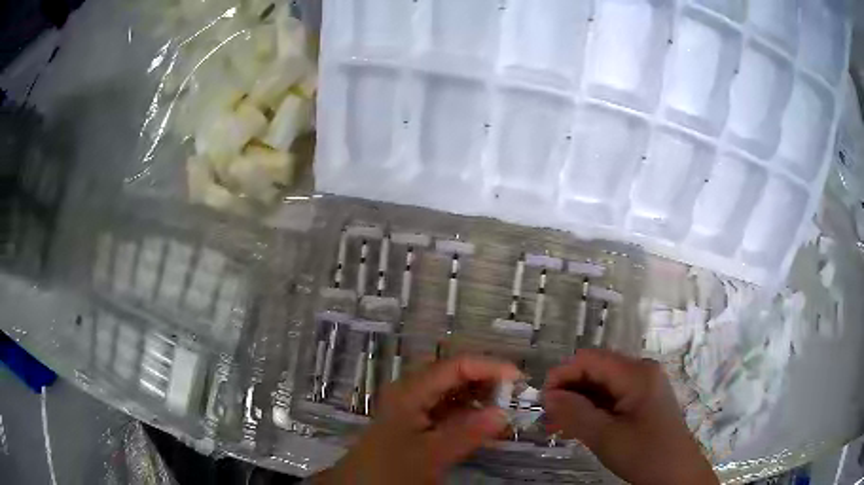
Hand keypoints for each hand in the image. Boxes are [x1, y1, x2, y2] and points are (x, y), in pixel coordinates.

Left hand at [314, 356, 520, 484]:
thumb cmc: (390, 470)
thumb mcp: (430, 455)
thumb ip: (467, 433)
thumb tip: (504, 413)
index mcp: (410, 391)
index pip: (455, 366)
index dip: (489, 367)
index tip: (519, 380)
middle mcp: (411, 391)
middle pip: (453, 374)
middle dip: (485, 380)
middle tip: (513, 395)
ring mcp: (412, 407)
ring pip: (451, 392)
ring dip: (478, 397)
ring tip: (503, 410)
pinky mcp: (415, 423)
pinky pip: (447, 410)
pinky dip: (468, 414)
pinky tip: (483, 426)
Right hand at [543, 349, 717, 484]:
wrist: (676, 474)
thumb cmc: (644, 454)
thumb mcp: (605, 436)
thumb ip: (574, 413)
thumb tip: (548, 395)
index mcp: (636, 372)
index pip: (589, 359)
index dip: (562, 375)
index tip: (542, 401)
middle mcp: (640, 371)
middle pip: (595, 371)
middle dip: (568, 392)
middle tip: (547, 420)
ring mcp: (643, 385)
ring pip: (601, 385)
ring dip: (578, 403)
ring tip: (557, 427)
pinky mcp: (643, 400)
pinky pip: (612, 397)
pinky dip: (592, 410)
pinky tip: (577, 428)